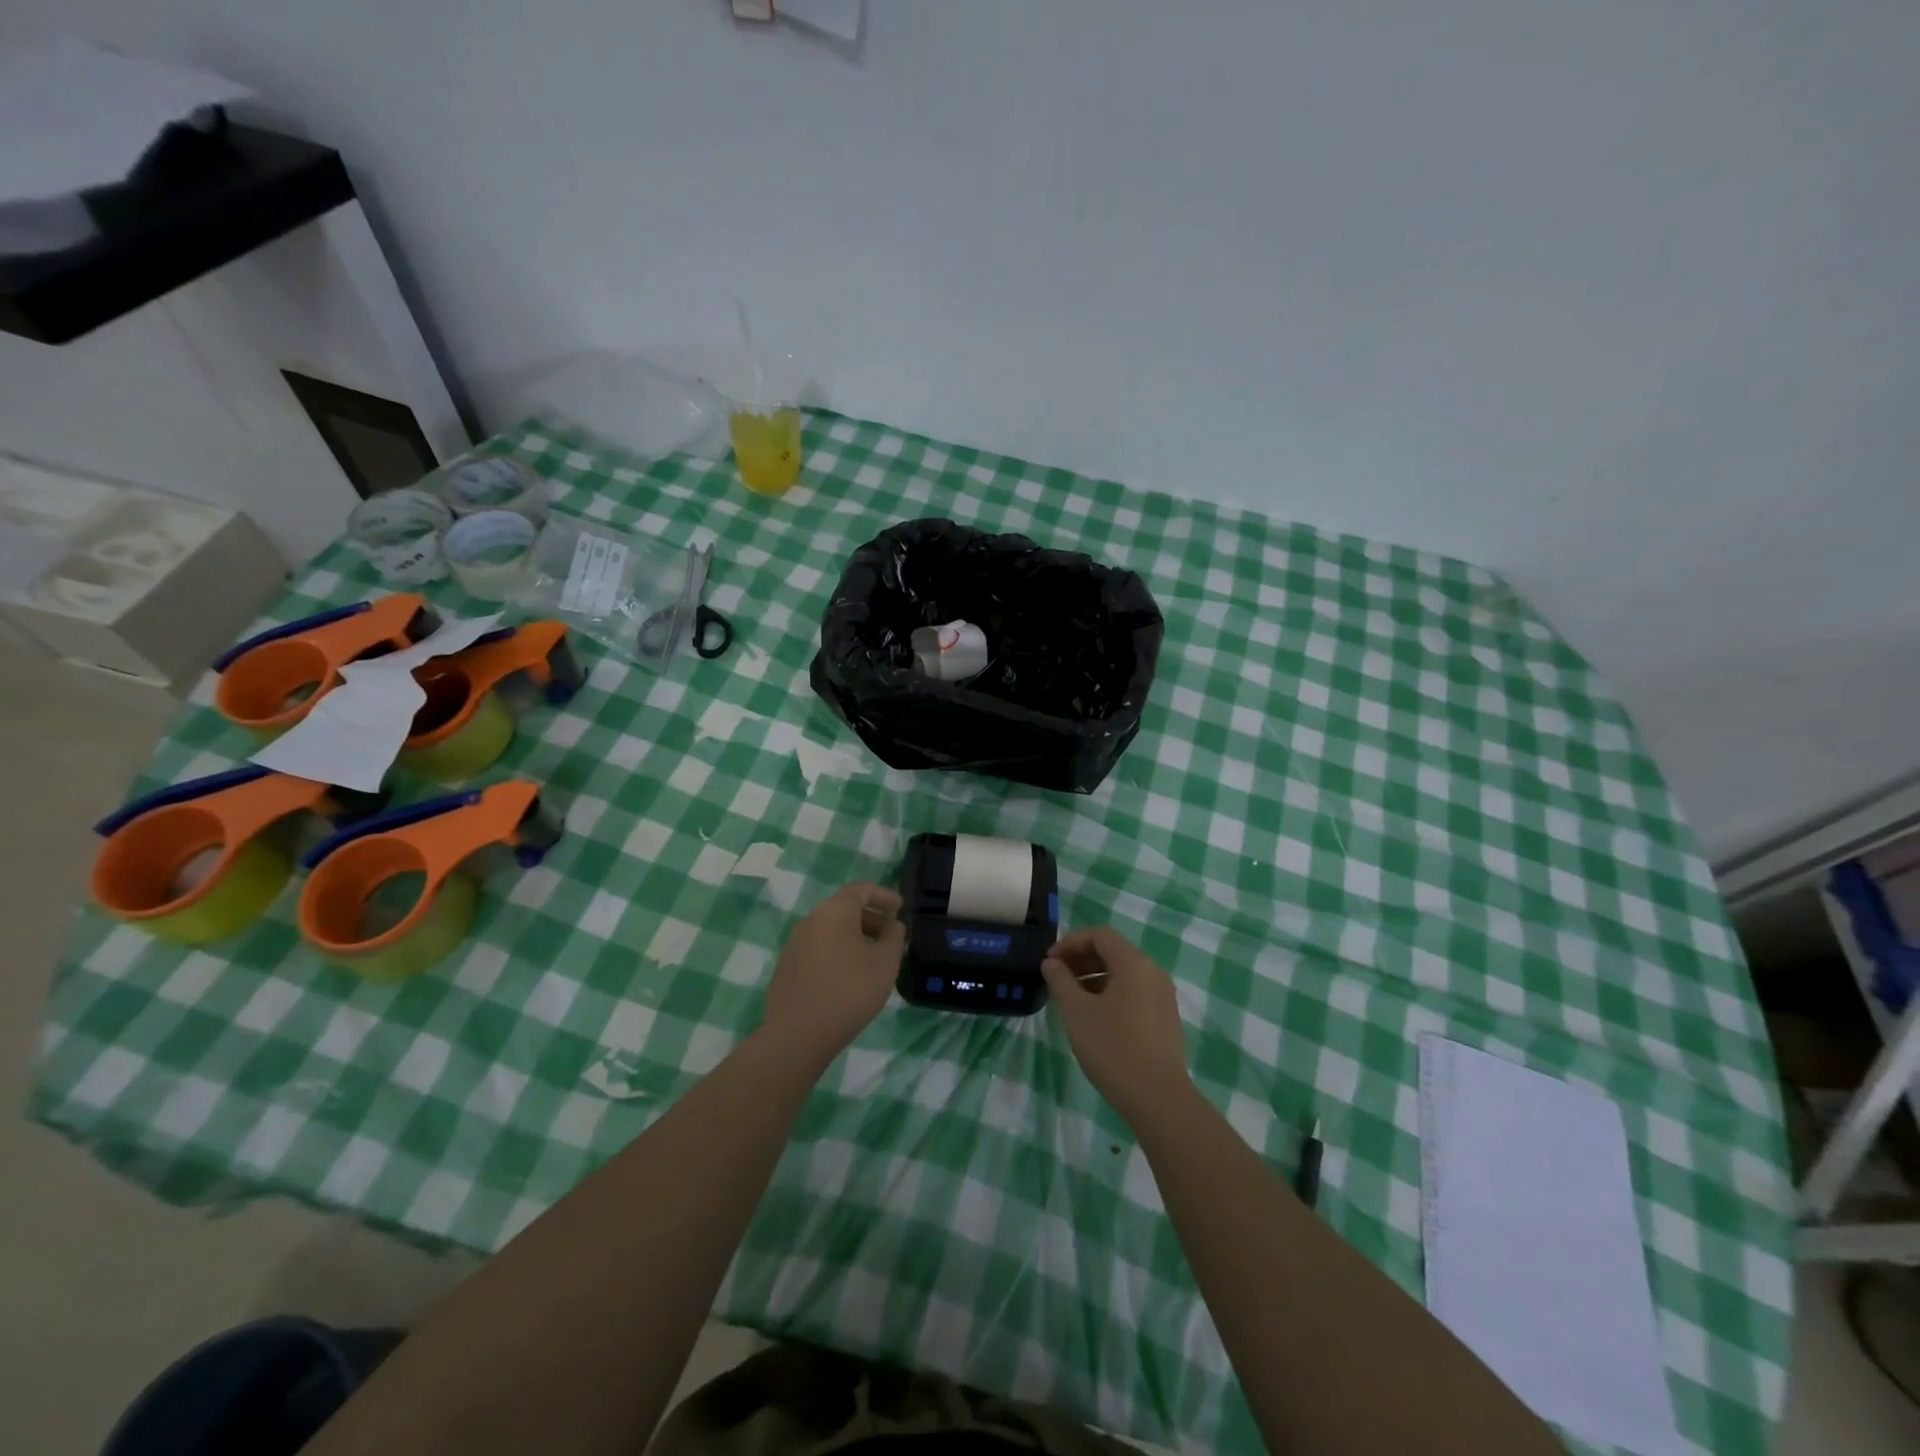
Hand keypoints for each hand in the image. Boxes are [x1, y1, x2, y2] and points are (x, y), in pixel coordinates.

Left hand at [761, 881, 906, 1063]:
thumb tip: (893, 924)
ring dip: (854, 935)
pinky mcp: (787, 967)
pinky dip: (837, 951)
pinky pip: (818, 948)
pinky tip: (848, 975)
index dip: (883, 895)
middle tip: (890, 935)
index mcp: (834, 912)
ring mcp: (795, 944)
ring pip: (830, 929)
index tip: (900, 908)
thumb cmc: (849, 992)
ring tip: (873, 957)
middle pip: (844, 908)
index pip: (861, 890)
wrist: (797, 1035)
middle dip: (870, 917)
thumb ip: (894, 938)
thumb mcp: (884, 964)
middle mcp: (811, 920)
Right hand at [1042, 927, 1191, 1121]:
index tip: (1050, 961)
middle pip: (1114, 952)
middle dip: (1082, 959)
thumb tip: (1052, 963)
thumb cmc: (1112, 1048)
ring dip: (1095, 978)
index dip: (1071, 942)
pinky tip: (1095, 1018)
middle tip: (1056, 977)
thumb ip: (1060, 981)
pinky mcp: (1166, 1019)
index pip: (1100, 935)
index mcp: (1134, 964)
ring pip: (1124, 974)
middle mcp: (1153, 973)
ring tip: (1071, 1000)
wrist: (1158, 1098)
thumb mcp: (1076, 1012)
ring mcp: (1163, 997)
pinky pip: (1135, 993)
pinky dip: (1111, 994)